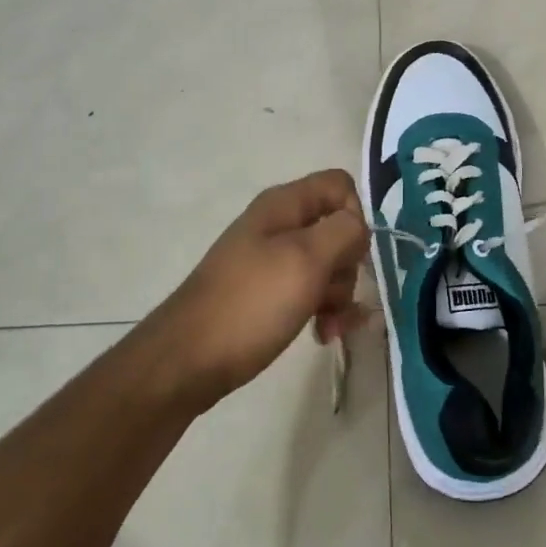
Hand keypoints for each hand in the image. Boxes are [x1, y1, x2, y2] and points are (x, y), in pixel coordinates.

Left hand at [149, 169, 370, 408]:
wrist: (187, 361)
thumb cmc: (251, 304)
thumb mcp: (305, 260)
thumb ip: (343, 231)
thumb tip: (358, 224)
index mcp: (284, 205)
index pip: (340, 186)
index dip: (356, 216)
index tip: (351, 254)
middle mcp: (278, 226)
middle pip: (337, 229)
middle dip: (348, 266)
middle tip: (334, 296)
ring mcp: (270, 261)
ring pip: (327, 265)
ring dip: (339, 296)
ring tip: (331, 327)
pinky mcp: (267, 294)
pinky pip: (309, 292)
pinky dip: (323, 310)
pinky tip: (323, 334)